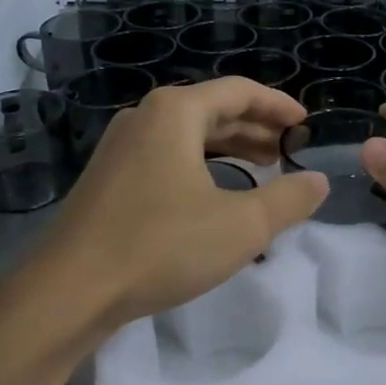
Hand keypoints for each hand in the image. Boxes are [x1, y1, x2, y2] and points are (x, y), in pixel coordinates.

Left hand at [29, 78, 327, 326]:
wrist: (67, 293)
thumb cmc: (160, 245)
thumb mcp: (241, 225)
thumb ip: (289, 199)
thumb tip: (318, 181)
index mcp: (176, 112)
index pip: (240, 91)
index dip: (279, 105)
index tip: (306, 124)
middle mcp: (146, 117)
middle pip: (214, 109)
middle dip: (257, 128)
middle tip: (291, 150)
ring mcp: (122, 147)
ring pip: (189, 135)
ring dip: (231, 147)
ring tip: (264, 168)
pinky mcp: (110, 178)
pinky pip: (168, 156)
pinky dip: (202, 164)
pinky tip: (218, 193)